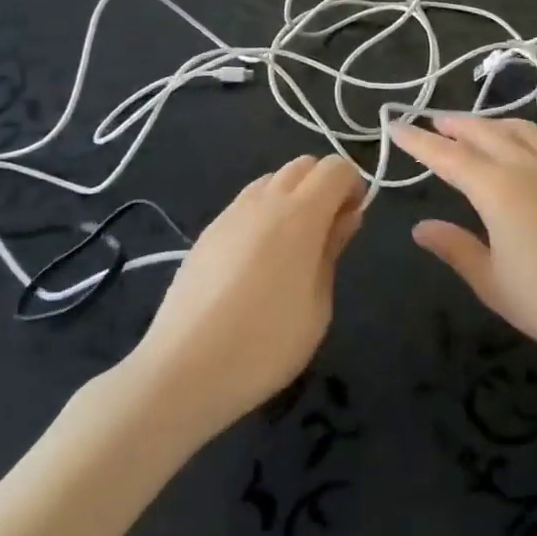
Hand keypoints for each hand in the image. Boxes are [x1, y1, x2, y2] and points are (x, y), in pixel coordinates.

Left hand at [124, 155, 364, 434]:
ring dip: (292, 195)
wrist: (183, 370)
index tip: (352, 220)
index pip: (336, 167)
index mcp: (300, 214)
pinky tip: (259, 259)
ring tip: (292, 245)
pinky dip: (264, 212)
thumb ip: (332, 250)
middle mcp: (265, 201)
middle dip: (323, 185)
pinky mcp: (207, 233)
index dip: (352, 185)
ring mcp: (230, 214)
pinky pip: (246, 203)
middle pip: (303, 165)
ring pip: (272, 179)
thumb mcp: (318, 305)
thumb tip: (346, 216)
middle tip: (328, 231)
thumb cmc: (266, 344)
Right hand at [392, 116, 536, 372]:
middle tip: (433, 122)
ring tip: (473, 128)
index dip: (420, 141)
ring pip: (517, 128)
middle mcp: (527, 164)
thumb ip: (454, 246)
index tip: (396, 125)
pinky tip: (525, 143)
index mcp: (498, 189)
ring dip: (490, 124)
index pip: (449, 157)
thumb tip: (420, 227)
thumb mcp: (489, 279)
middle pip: (484, 133)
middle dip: (455, 125)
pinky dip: (526, 133)